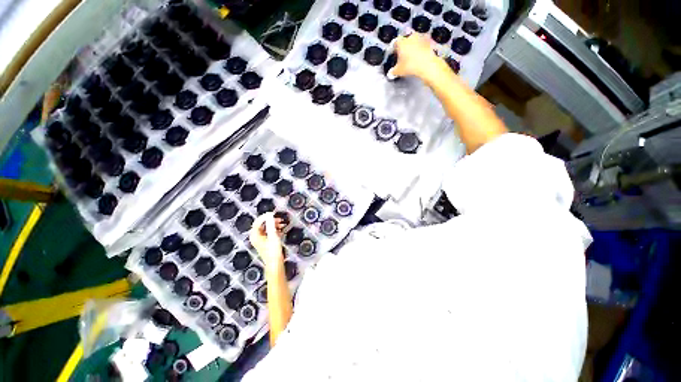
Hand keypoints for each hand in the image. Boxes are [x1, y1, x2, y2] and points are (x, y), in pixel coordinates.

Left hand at [249, 213, 285, 266]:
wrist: (275, 263)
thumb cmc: (273, 251)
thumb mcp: (273, 235)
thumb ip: (271, 224)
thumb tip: (269, 215)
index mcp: (255, 235)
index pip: (258, 221)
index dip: (265, 216)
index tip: (273, 214)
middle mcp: (256, 237)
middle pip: (263, 224)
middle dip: (272, 221)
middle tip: (280, 220)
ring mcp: (261, 240)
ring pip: (267, 228)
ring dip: (275, 225)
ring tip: (282, 225)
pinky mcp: (266, 242)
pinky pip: (270, 233)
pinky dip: (275, 230)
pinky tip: (281, 231)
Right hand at [391, 33, 442, 81]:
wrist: (427, 65)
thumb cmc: (410, 66)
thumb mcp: (398, 71)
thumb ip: (393, 72)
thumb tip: (390, 73)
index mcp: (401, 42)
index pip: (395, 42)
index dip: (394, 48)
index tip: (394, 54)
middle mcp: (411, 37)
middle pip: (406, 39)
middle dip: (405, 46)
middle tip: (404, 55)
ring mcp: (421, 38)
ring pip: (415, 40)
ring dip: (414, 46)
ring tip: (413, 56)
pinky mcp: (430, 41)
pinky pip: (424, 44)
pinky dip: (422, 48)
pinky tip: (421, 56)